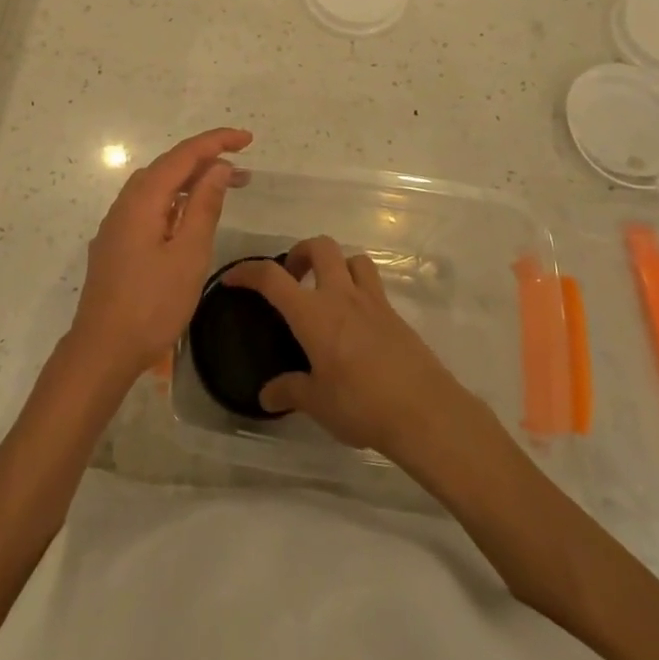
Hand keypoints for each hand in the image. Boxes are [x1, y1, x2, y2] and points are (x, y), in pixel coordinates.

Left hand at [68, 127, 252, 388]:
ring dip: (190, 182)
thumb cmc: (151, 304)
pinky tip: (188, 218)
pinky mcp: (116, 243)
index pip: (183, 155)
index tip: (247, 139)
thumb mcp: (188, 254)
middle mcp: (125, 203)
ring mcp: (117, 224)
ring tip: (222, 189)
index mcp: (143, 199)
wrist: (102, 350)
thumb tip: (218, 167)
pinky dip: (174, 201)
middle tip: (243, 173)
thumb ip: (204, 206)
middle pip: (168, 167)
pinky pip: (148, 207)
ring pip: (157, 187)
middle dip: (206, 161)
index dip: (216, 142)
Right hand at [219, 236, 470, 462]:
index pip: (272, 278)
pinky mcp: (395, 315)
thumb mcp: (318, 403)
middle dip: (300, 252)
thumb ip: (290, 391)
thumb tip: (266, 395)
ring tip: (327, 290)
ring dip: (335, 264)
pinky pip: (373, 284)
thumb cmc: (362, 405)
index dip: (248, 272)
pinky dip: (358, 288)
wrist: (425, 412)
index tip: (233, 279)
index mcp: (313, 313)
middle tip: (292, 276)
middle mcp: (341, 296)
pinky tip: (354, 322)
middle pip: (320, 247)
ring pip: (353, 258)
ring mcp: (372, 302)